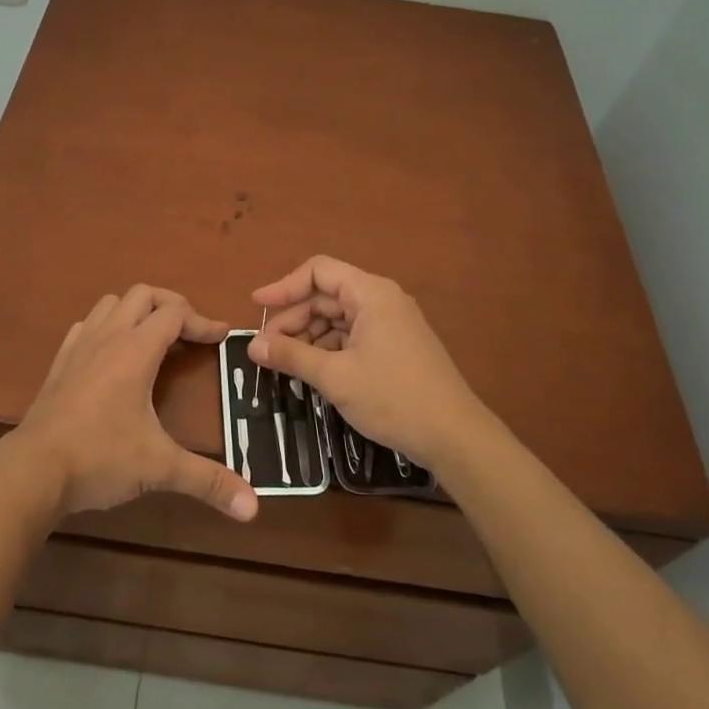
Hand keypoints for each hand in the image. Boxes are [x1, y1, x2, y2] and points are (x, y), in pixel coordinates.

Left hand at [9, 285, 257, 522]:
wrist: (33, 470)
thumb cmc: (100, 458)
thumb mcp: (159, 468)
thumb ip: (207, 481)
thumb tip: (253, 507)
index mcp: (135, 350)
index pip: (175, 314)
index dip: (203, 321)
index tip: (222, 337)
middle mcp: (108, 338)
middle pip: (143, 295)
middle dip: (172, 305)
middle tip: (190, 331)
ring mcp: (79, 347)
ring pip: (111, 303)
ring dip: (136, 310)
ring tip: (154, 337)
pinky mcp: (59, 363)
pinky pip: (86, 326)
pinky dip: (106, 326)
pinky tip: (111, 353)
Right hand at [248, 256, 499, 476]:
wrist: (455, 437)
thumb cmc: (393, 398)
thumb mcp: (335, 377)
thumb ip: (292, 356)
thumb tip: (252, 346)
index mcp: (370, 294)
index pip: (318, 272)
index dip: (284, 286)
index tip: (256, 307)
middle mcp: (382, 300)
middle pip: (326, 295)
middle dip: (294, 318)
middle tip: (267, 349)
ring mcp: (391, 323)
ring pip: (338, 318)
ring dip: (309, 336)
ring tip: (285, 363)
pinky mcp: (395, 346)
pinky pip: (353, 335)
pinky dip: (329, 348)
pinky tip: (313, 370)